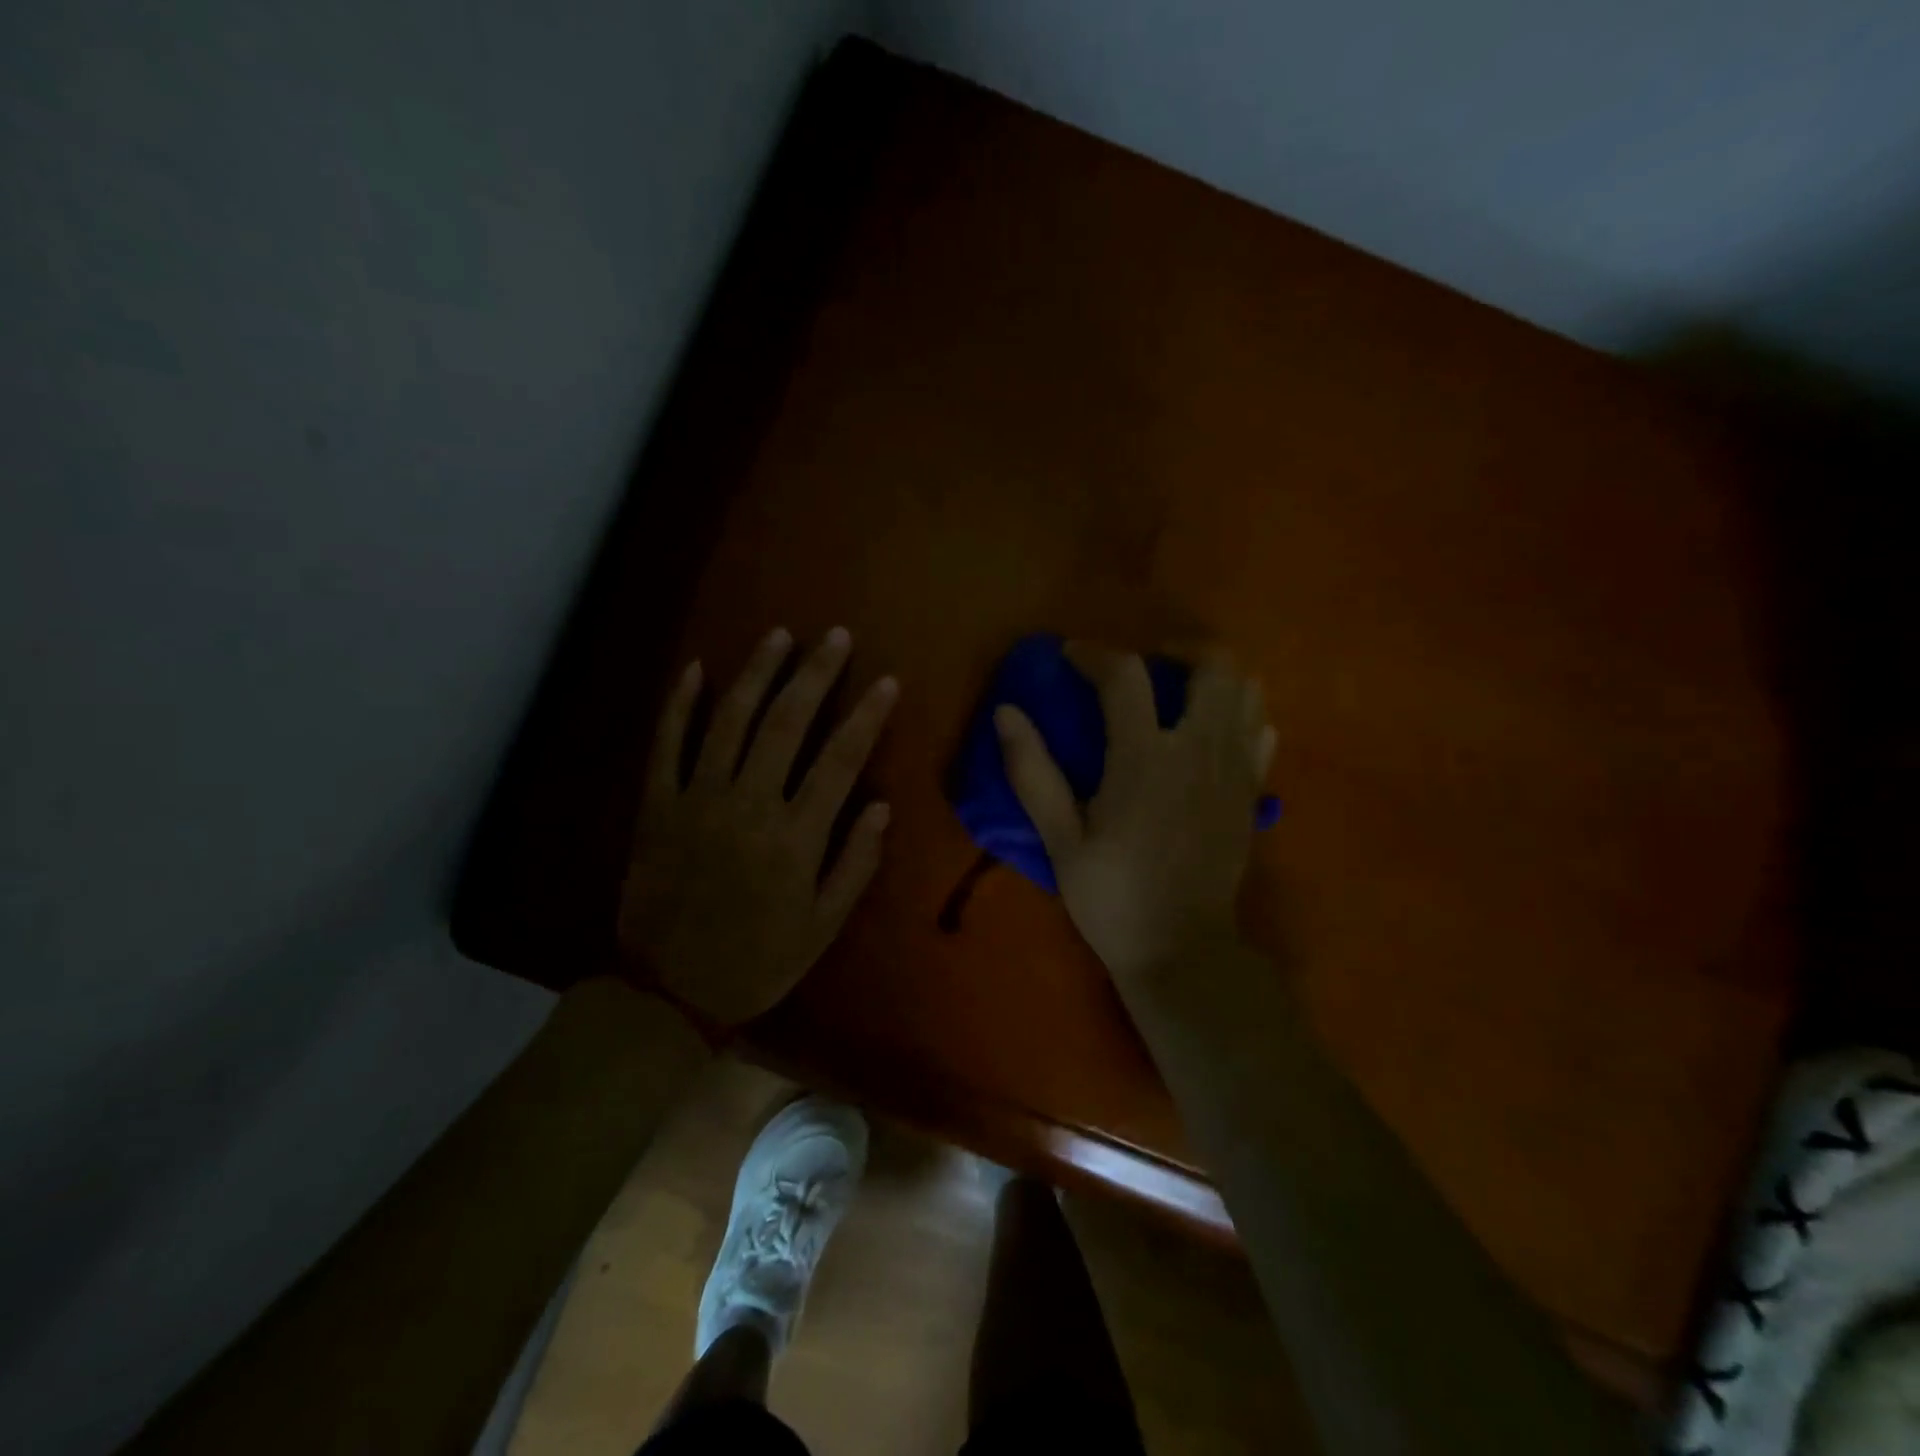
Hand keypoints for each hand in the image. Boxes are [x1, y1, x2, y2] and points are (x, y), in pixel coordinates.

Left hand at [619, 626, 897, 1027]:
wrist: (669, 992)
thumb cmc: (758, 960)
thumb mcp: (823, 926)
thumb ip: (855, 863)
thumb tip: (881, 806)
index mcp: (795, 837)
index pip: (839, 760)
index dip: (866, 716)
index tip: (886, 680)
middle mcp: (748, 805)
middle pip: (786, 724)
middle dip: (814, 674)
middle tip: (835, 636)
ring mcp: (697, 800)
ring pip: (729, 721)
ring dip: (756, 674)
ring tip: (778, 636)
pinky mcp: (656, 806)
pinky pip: (666, 745)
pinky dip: (679, 705)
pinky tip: (695, 669)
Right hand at [994, 644, 1274, 984]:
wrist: (1182, 951)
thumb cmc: (1113, 897)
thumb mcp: (1061, 840)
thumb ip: (1033, 772)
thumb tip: (1006, 712)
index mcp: (1146, 760)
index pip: (1125, 676)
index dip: (1094, 653)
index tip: (1071, 656)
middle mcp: (1200, 751)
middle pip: (1214, 664)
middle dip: (1179, 648)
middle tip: (1146, 663)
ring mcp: (1235, 771)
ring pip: (1248, 690)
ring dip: (1213, 677)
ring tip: (1179, 692)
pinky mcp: (1252, 792)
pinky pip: (1261, 730)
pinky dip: (1239, 714)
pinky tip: (1210, 732)